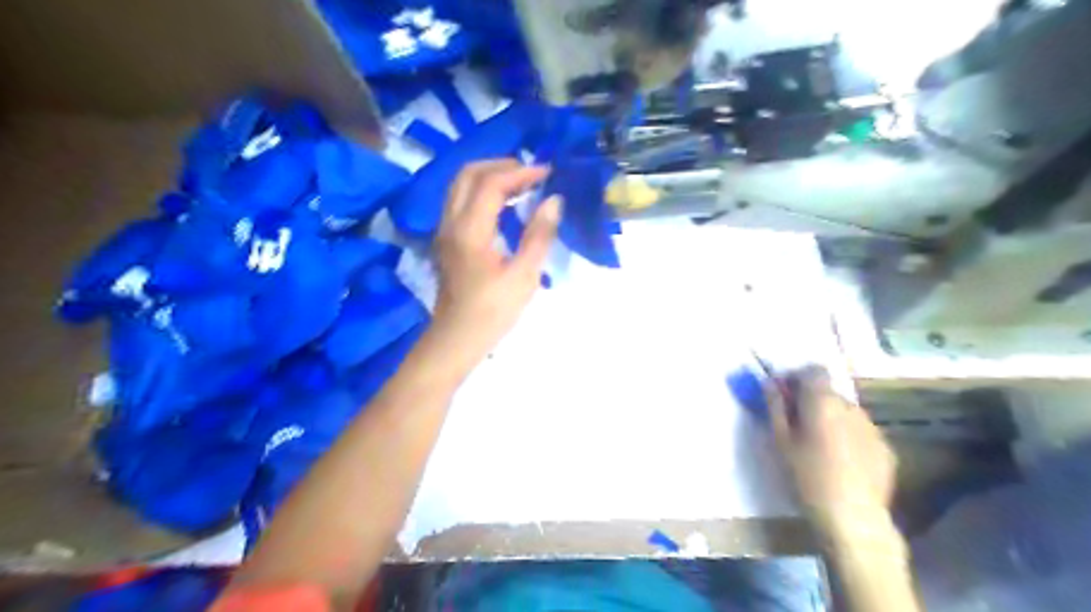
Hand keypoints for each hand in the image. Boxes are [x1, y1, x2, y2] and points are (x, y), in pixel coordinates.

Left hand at [427, 159, 557, 357]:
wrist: (457, 338)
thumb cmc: (493, 311)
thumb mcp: (524, 276)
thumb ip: (539, 235)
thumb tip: (554, 200)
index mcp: (470, 230)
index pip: (491, 183)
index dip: (521, 173)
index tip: (548, 173)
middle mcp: (451, 222)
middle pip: (468, 174)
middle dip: (501, 166)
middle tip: (532, 174)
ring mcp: (444, 230)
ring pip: (460, 185)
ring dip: (489, 176)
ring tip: (521, 184)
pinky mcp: (446, 239)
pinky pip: (460, 200)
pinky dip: (481, 191)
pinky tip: (504, 205)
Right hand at [760, 365, 898, 537]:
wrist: (853, 517)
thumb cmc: (807, 475)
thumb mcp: (780, 440)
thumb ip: (775, 406)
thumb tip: (770, 382)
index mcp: (823, 401)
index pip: (814, 370)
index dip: (799, 377)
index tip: (786, 394)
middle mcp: (851, 407)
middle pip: (830, 392)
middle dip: (813, 401)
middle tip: (798, 425)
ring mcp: (872, 427)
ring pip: (846, 412)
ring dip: (832, 419)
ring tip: (821, 447)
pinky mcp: (886, 448)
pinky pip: (861, 432)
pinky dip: (849, 438)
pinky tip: (842, 463)